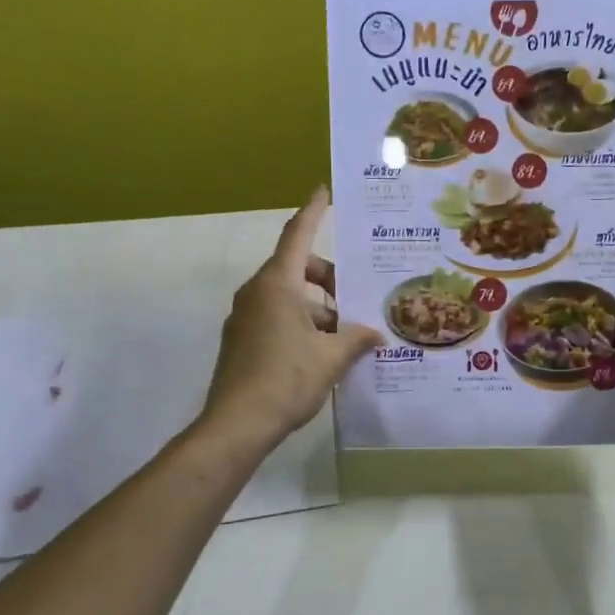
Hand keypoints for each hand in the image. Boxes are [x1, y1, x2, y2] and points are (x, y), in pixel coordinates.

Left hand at [202, 185, 381, 446]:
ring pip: (288, 296)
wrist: (237, 424)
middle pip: (296, 268)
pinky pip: (276, 316)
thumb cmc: (286, 379)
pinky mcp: (241, 340)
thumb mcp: (331, 357)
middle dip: (328, 277)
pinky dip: (301, 322)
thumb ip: (356, 339)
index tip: (323, 190)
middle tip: (355, 295)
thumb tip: (376, 334)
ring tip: (346, 333)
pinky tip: (323, 351)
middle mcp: (257, 293)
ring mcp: (245, 316)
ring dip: (317, 306)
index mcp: (277, 285)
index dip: (313, 212)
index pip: (297, 235)